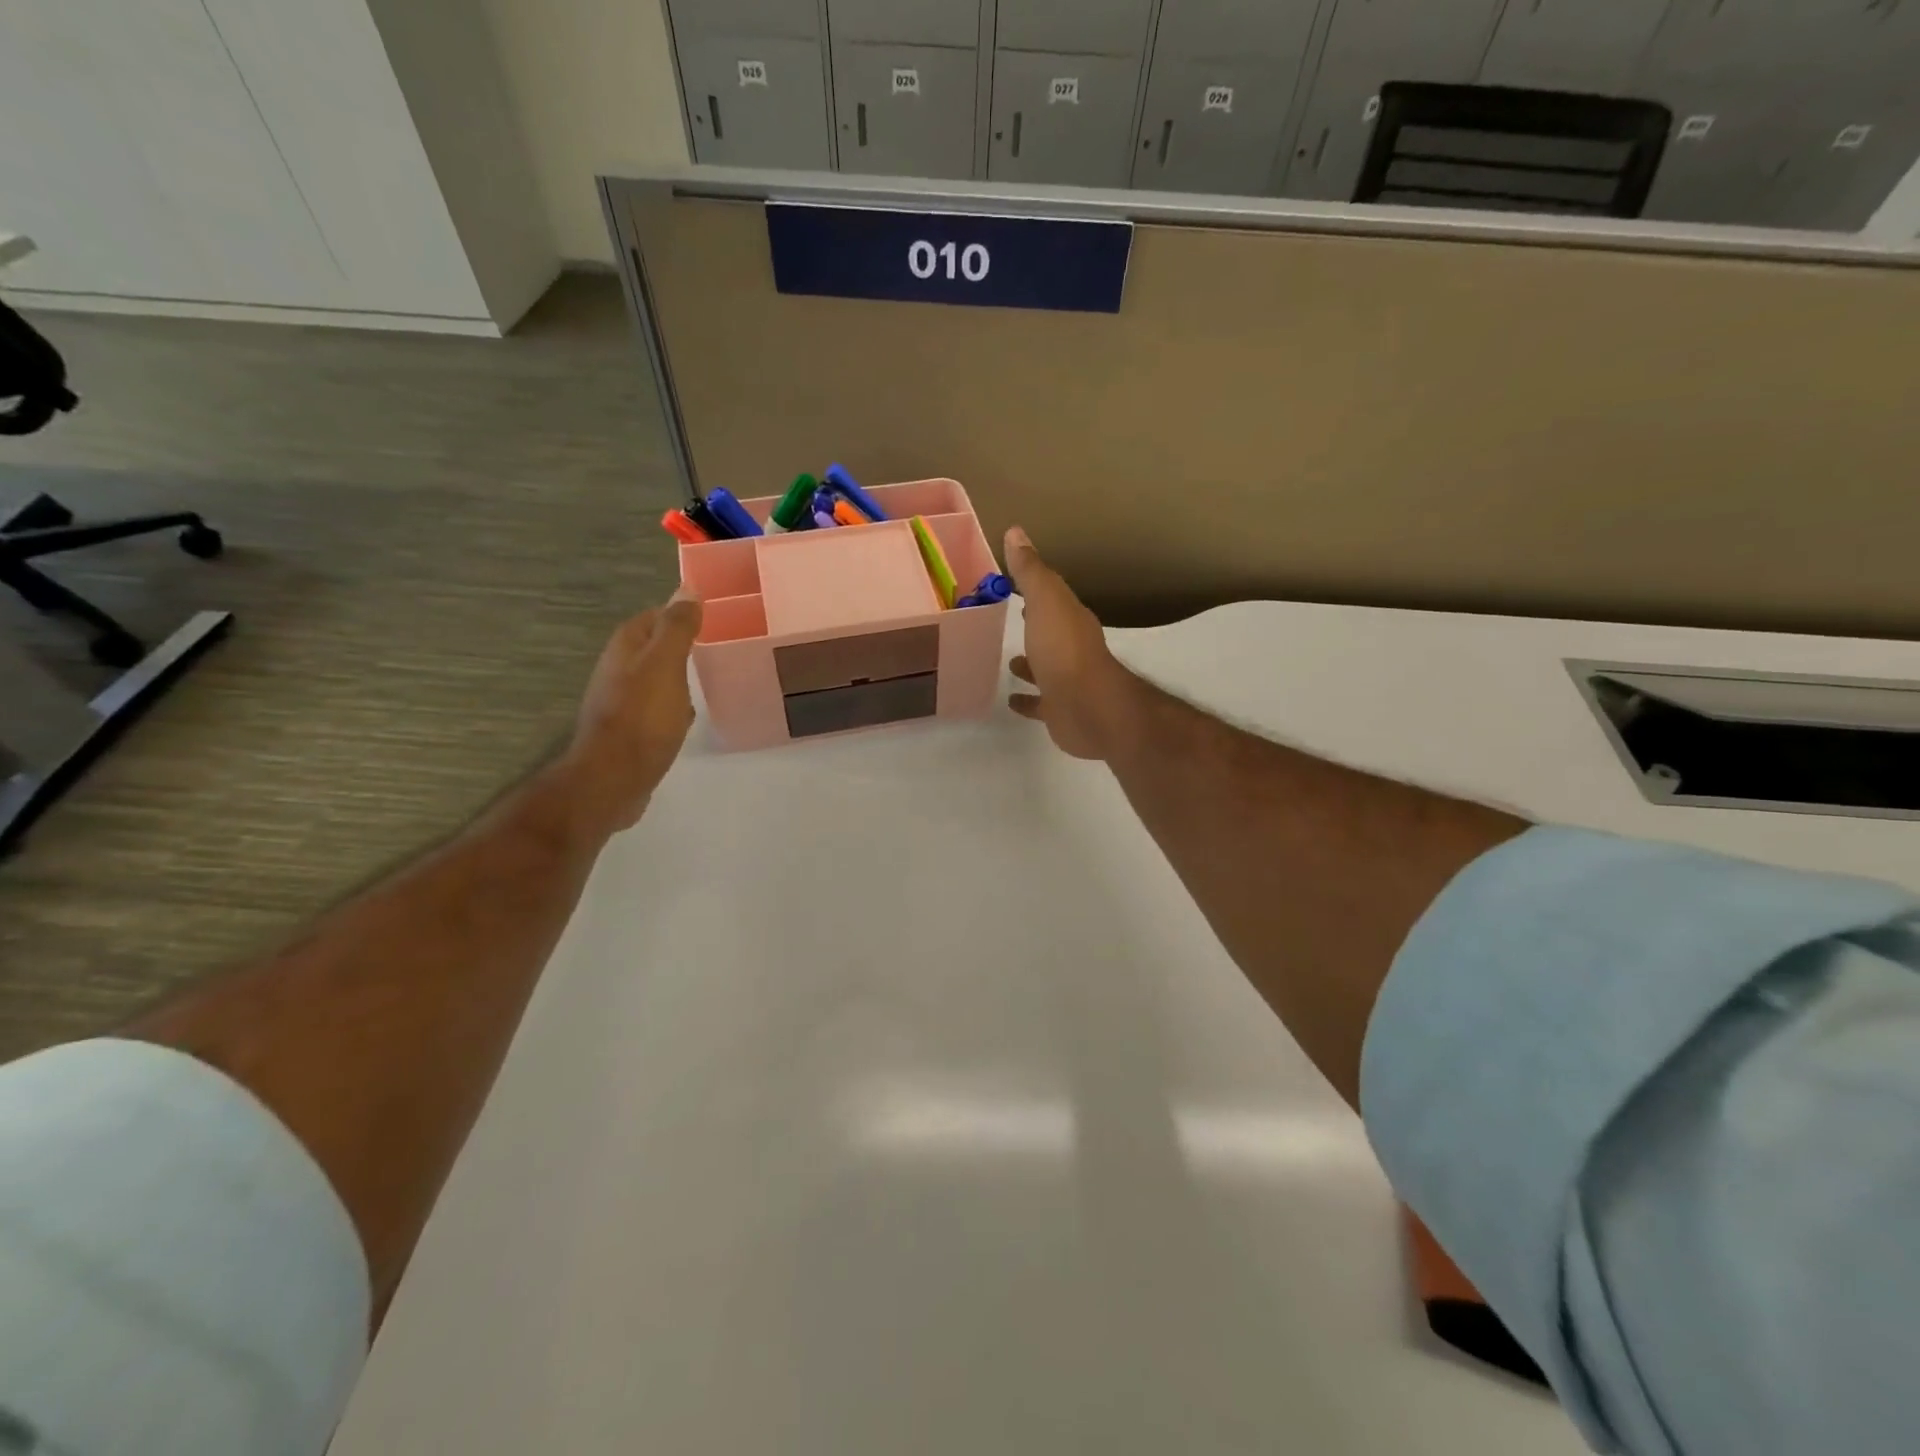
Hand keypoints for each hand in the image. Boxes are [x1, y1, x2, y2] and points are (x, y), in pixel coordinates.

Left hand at [561, 592, 703, 832]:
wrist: (614, 778)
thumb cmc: (642, 718)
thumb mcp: (666, 665)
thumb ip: (677, 628)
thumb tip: (687, 588)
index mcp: (625, 649)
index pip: (652, 617)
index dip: (678, 613)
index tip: (710, 616)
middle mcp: (617, 671)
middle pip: (651, 647)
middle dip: (678, 644)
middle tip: (715, 645)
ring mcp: (621, 703)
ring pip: (653, 678)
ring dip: (676, 675)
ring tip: (707, 676)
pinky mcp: (629, 732)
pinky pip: (655, 708)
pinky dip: (673, 705)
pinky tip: (689, 715)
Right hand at [1004, 526, 1136, 760]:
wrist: (1089, 709)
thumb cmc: (1064, 651)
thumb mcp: (1045, 602)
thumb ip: (1030, 571)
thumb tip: (1016, 531)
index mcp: (1070, 619)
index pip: (1052, 599)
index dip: (1035, 591)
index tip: (1013, 585)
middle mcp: (1071, 648)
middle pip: (1050, 632)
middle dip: (1033, 627)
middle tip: (1008, 620)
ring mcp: (1067, 681)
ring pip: (1044, 668)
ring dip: (1029, 664)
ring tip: (1008, 661)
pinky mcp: (1060, 710)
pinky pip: (1040, 702)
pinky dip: (1027, 700)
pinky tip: (1011, 700)